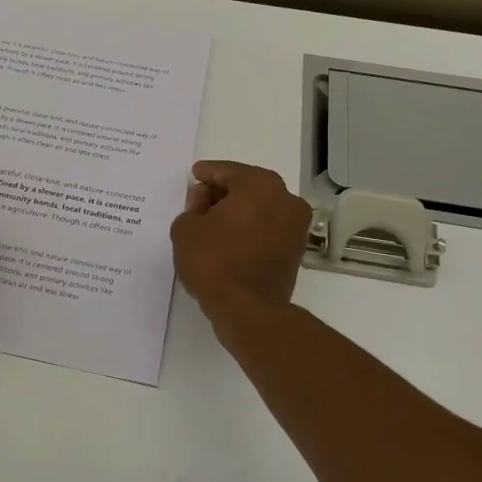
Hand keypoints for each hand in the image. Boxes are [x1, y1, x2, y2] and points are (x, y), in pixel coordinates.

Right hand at [171, 160, 312, 324]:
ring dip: (237, 212)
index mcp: (260, 184)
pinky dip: (249, 229)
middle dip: (221, 193)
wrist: (247, 310)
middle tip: (198, 203)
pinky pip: (266, 228)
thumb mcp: (186, 228)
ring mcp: (295, 225)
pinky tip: (227, 240)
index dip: (206, 174)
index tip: (194, 176)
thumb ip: (192, 205)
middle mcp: (285, 198)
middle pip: (246, 187)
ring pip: (259, 207)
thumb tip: (205, 201)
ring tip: (210, 224)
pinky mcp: (296, 249)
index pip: (226, 171)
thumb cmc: (213, 262)